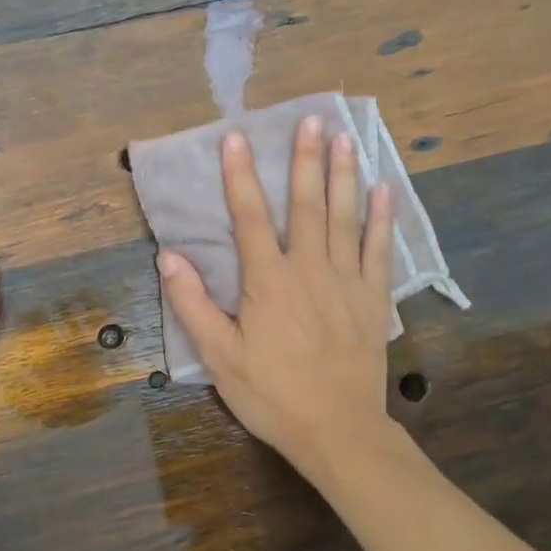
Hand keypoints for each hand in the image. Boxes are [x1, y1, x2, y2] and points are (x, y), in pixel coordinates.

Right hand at [157, 115, 394, 485]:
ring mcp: (346, 281)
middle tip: (312, 119)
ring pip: (345, 218)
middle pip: (306, 205)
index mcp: (268, 281)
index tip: (236, 138)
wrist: (337, 431)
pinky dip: (380, 218)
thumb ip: (193, 304)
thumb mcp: (219, 356)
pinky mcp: (372, 299)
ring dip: (343, 175)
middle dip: (305, 159)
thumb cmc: (272, 394)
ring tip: (346, 138)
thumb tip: (168, 256)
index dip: (240, 176)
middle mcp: (309, 269)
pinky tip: (382, 190)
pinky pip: (379, 250)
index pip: (251, 217)